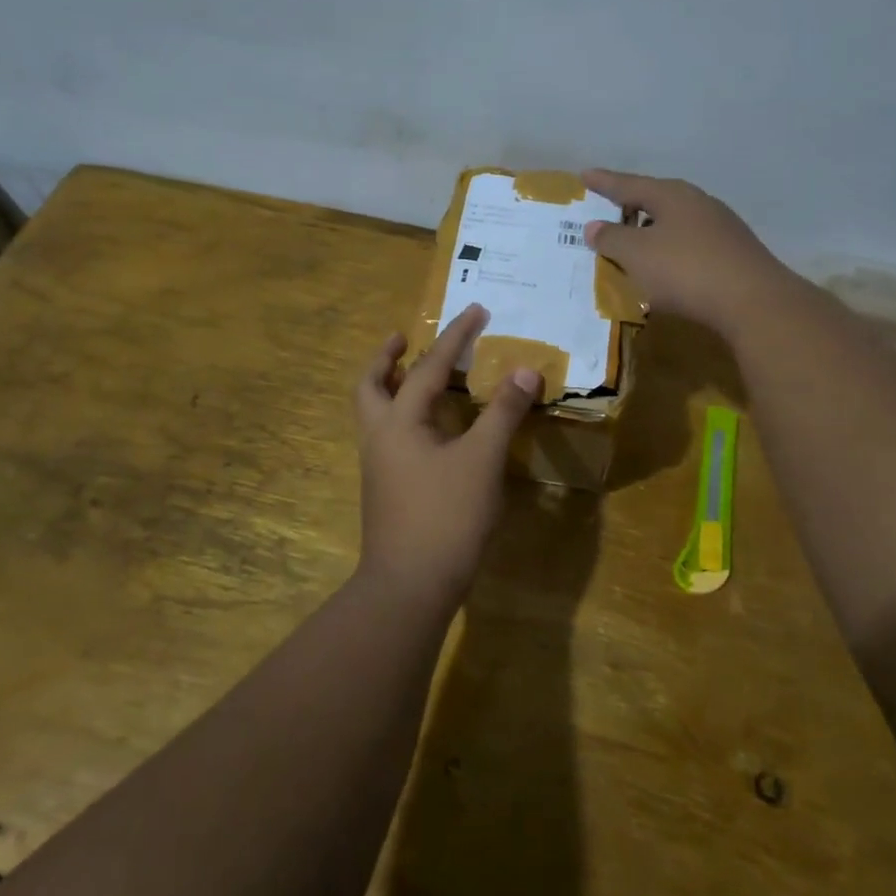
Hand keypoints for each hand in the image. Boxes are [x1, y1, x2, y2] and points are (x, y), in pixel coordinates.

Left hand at [354, 304, 541, 606]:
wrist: (409, 586)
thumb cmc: (446, 516)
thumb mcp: (482, 461)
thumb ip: (503, 413)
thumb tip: (525, 370)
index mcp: (399, 422)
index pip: (429, 367)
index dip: (456, 337)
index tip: (476, 310)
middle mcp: (379, 437)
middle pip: (370, 385)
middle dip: (386, 358)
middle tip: (402, 337)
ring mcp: (378, 466)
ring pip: (374, 412)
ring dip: (390, 386)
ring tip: (414, 375)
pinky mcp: (386, 489)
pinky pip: (388, 435)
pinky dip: (402, 416)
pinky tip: (429, 428)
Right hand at [581, 169, 793, 335]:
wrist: (753, 302)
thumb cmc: (685, 271)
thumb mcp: (637, 255)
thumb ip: (612, 239)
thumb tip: (594, 226)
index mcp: (672, 195)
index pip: (629, 184)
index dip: (605, 182)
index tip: (584, 175)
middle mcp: (698, 203)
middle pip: (656, 200)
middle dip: (631, 205)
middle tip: (608, 209)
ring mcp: (720, 228)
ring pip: (675, 223)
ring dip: (651, 231)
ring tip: (633, 241)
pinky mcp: (732, 254)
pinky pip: (690, 245)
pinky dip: (670, 251)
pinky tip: (665, 267)